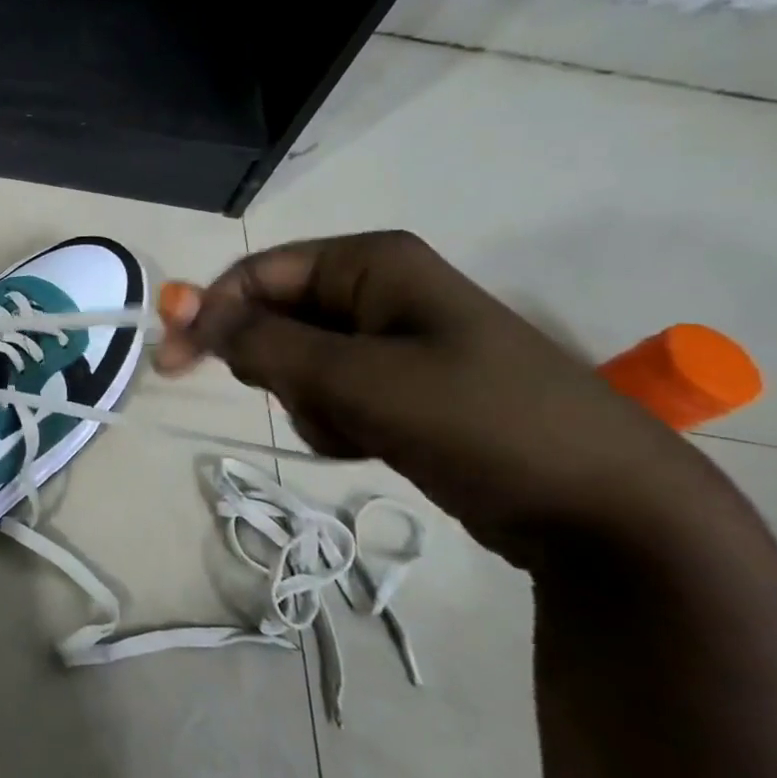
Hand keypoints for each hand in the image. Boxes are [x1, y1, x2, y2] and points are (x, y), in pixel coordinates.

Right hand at [154, 231, 733, 557]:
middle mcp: (379, 291)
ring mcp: (394, 341)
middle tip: (307, 402)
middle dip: (276, 367)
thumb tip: (181, 310)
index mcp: (372, 264)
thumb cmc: (478, 421)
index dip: (208, 312)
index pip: (257, 274)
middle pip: (276, 317)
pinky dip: (335, 421)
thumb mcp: (355, 378)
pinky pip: (332, 394)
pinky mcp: (404, 388)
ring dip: (309, 401)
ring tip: (359, 430)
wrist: (606, 513)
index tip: (170, 363)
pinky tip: (374, 443)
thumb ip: (260, 343)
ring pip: (299, 363)